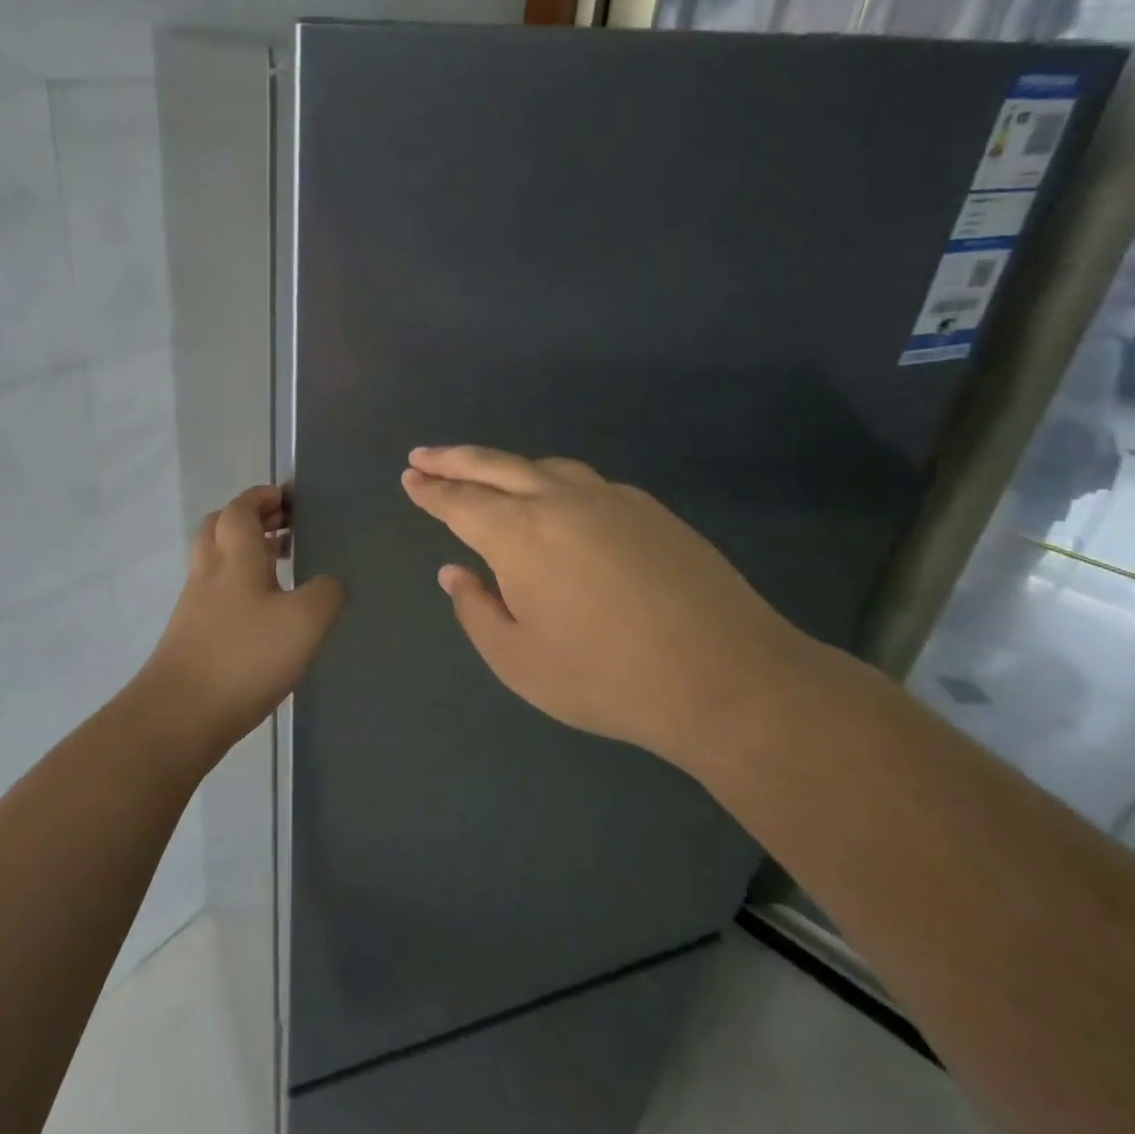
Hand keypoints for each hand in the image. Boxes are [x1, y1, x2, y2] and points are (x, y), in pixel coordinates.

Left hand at [140, 485, 344, 752]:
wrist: (179, 715)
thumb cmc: (245, 657)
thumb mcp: (304, 621)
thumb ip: (326, 593)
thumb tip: (330, 582)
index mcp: (234, 557)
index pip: (240, 509)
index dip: (260, 497)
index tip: (285, 498)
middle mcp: (209, 572)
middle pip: (219, 527)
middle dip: (248, 518)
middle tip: (281, 525)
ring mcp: (194, 604)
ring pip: (215, 560)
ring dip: (243, 552)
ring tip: (279, 565)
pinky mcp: (189, 635)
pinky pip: (214, 593)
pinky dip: (237, 586)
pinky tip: (262, 611)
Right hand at [401, 445, 820, 770]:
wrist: (725, 677)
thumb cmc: (606, 677)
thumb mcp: (519, 661)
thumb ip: (476, 610)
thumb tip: (455, 572)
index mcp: (519, 534)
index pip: (460, 501)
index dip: (430, 491)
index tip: (409, 478)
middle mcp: (559, 501)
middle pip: (494, 465)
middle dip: (453, 459)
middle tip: (424, 456)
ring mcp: (610, 499)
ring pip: (543, 466)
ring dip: (505, 464)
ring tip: (485, 472)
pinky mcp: (649, 510)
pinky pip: (586, 481)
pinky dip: (553, 481)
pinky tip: (556, 500)